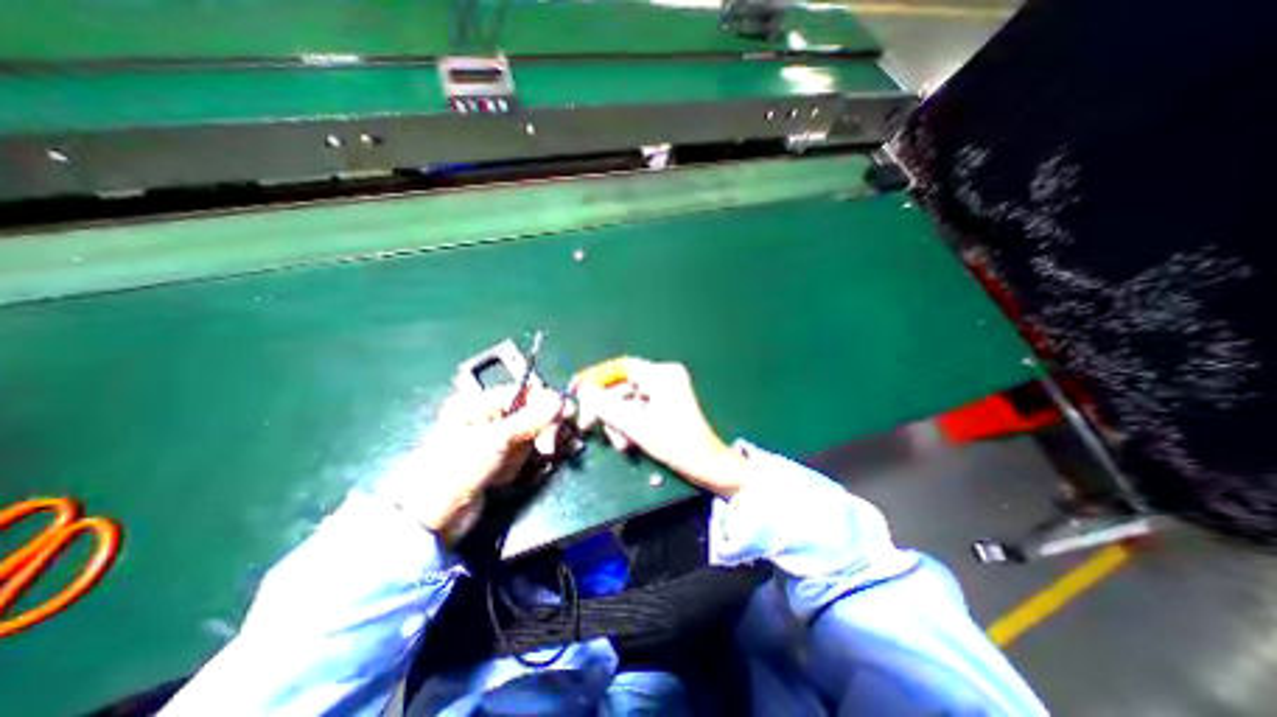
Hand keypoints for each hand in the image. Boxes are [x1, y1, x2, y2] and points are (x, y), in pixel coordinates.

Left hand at [376, 390, 560, 540]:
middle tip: (546, 448)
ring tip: (511, 469)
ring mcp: (495, 441)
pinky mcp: (499, 461)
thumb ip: (531, 419)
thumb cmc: (458, 468)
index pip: (524, 393)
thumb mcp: (496, 440)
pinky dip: (523, 465)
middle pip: (531, 414)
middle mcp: (488, 418)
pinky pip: (523, 454)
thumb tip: (561, 400)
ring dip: (530, 452)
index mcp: (479, 403)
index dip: (547, 401)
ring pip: (531, 436)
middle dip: (541, 431)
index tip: (567, 413)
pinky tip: (507, 477)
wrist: (431, 519)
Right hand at [572, 354, 749, 497]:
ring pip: (628, 400)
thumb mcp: (636, 425)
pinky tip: (629, 441)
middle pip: (623, 386)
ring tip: (621, 443)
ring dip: (618, 421)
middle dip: (608, 409)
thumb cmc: (675, 443)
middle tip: (590, 425)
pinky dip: (630, 423)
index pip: (621, 368)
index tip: (578, 391)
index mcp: (662, 374)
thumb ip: (606, 406)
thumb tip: (584, 391)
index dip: (597, 378)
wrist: (706, 464)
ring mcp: (666, 390)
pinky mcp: (666, 403)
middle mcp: (664, 376)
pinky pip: (638, 408)